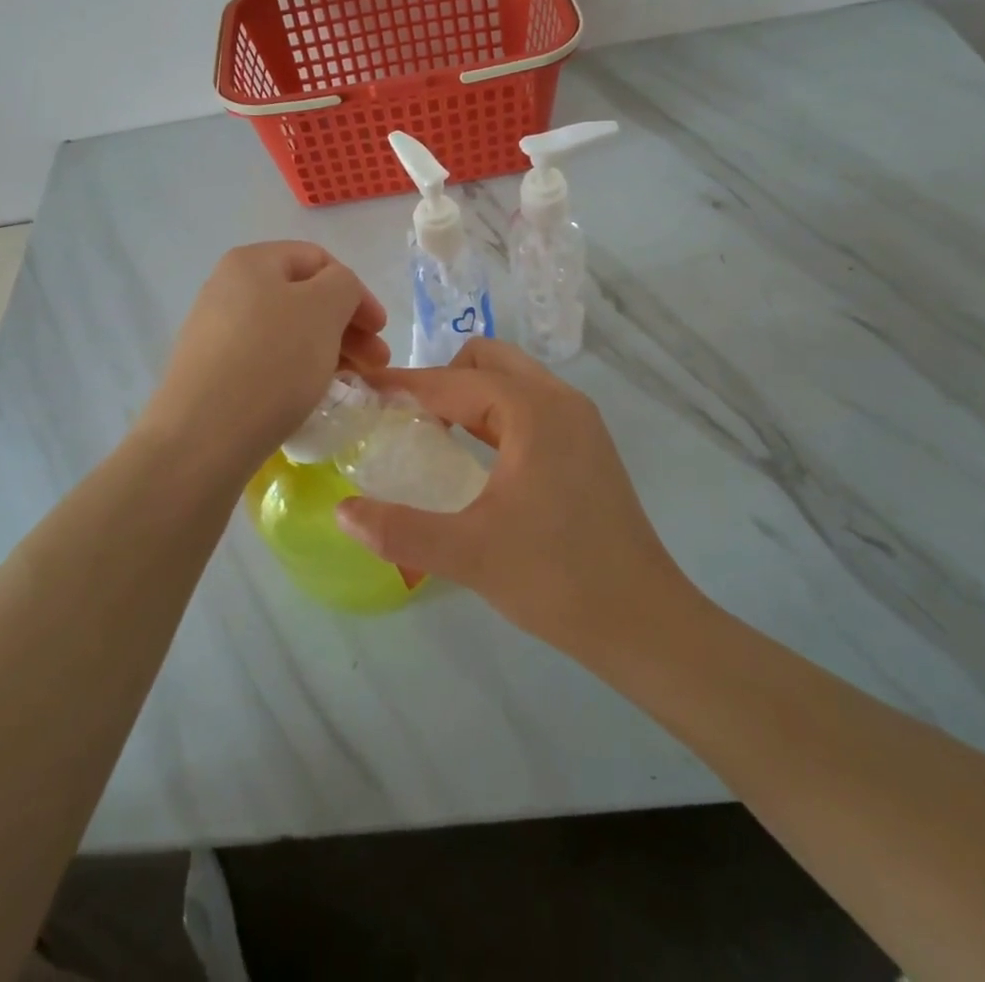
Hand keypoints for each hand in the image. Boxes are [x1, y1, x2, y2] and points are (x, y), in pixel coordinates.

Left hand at [144, 242, 387, 469]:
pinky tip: (313, 394)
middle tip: (376, 362)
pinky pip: (267, 359)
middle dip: (347, 326)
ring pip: (288, 331)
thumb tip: (336, 293)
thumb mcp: (324, 309)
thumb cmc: (272, 360)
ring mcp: (216, 332)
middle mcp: (228, 289)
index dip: (357, 291)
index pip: (319, 260)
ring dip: (328, 349)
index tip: (380, 330)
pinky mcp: (212, 372)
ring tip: (352, 381)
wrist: (203, 436)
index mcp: (252, 262)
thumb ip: (343, 285)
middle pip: (303, 297)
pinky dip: (298, 369)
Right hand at [334, 338, 688, 651]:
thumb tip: (341, 510)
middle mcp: (560, 400)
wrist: (643, 623)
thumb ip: (398, 529)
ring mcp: (580, 421)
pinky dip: (494, 413)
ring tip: (431, 435)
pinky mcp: (587, 444)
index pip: (452, 382)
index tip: (362, 390)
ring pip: (511, 381)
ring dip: (468, 395)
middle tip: (403, 419)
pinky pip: (530, 406)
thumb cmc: (556, 579)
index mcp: (533, 411)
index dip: (403, 385)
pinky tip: (476, 456)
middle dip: (440, 379)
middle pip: (486, 361)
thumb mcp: (468, 554)